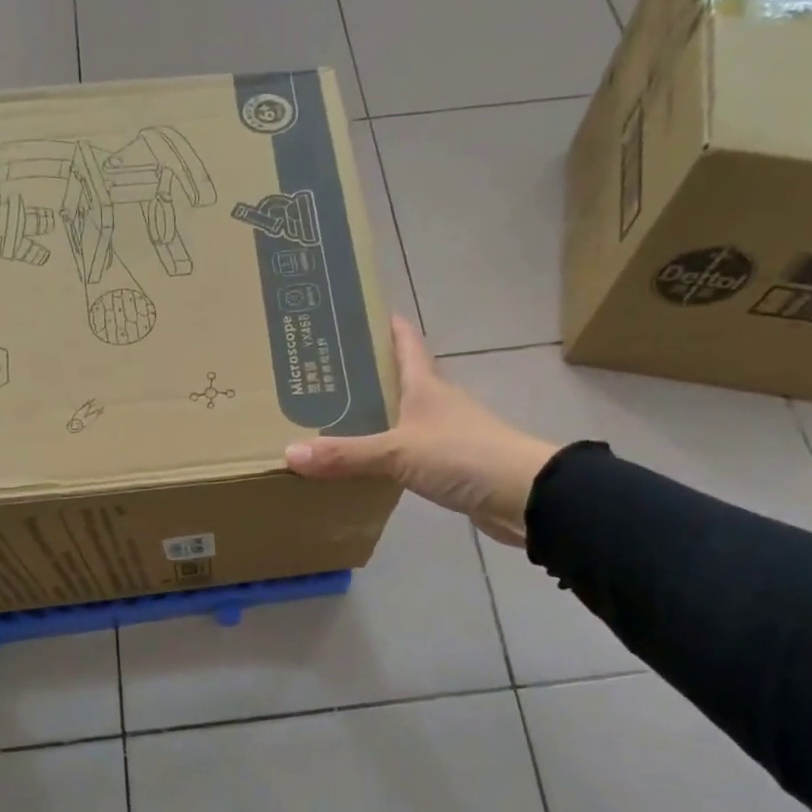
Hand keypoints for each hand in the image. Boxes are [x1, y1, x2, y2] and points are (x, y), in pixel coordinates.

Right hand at [285, 315, 557, 546]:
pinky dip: (383, 454)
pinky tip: (361, 464)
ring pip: (400, 416)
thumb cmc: (464, 455)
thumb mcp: (398, 451)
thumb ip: (346, 454)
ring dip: (372, 415)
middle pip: (397, 377)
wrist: (522, 496)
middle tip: (318, 373)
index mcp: (425, 383)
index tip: (349, 315)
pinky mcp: (447, 465)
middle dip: (363, 373)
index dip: (382, 323)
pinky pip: (405, 452)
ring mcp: (443, 434)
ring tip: (328, 418)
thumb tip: (289, 453)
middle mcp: (435, 402)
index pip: (404, 339)